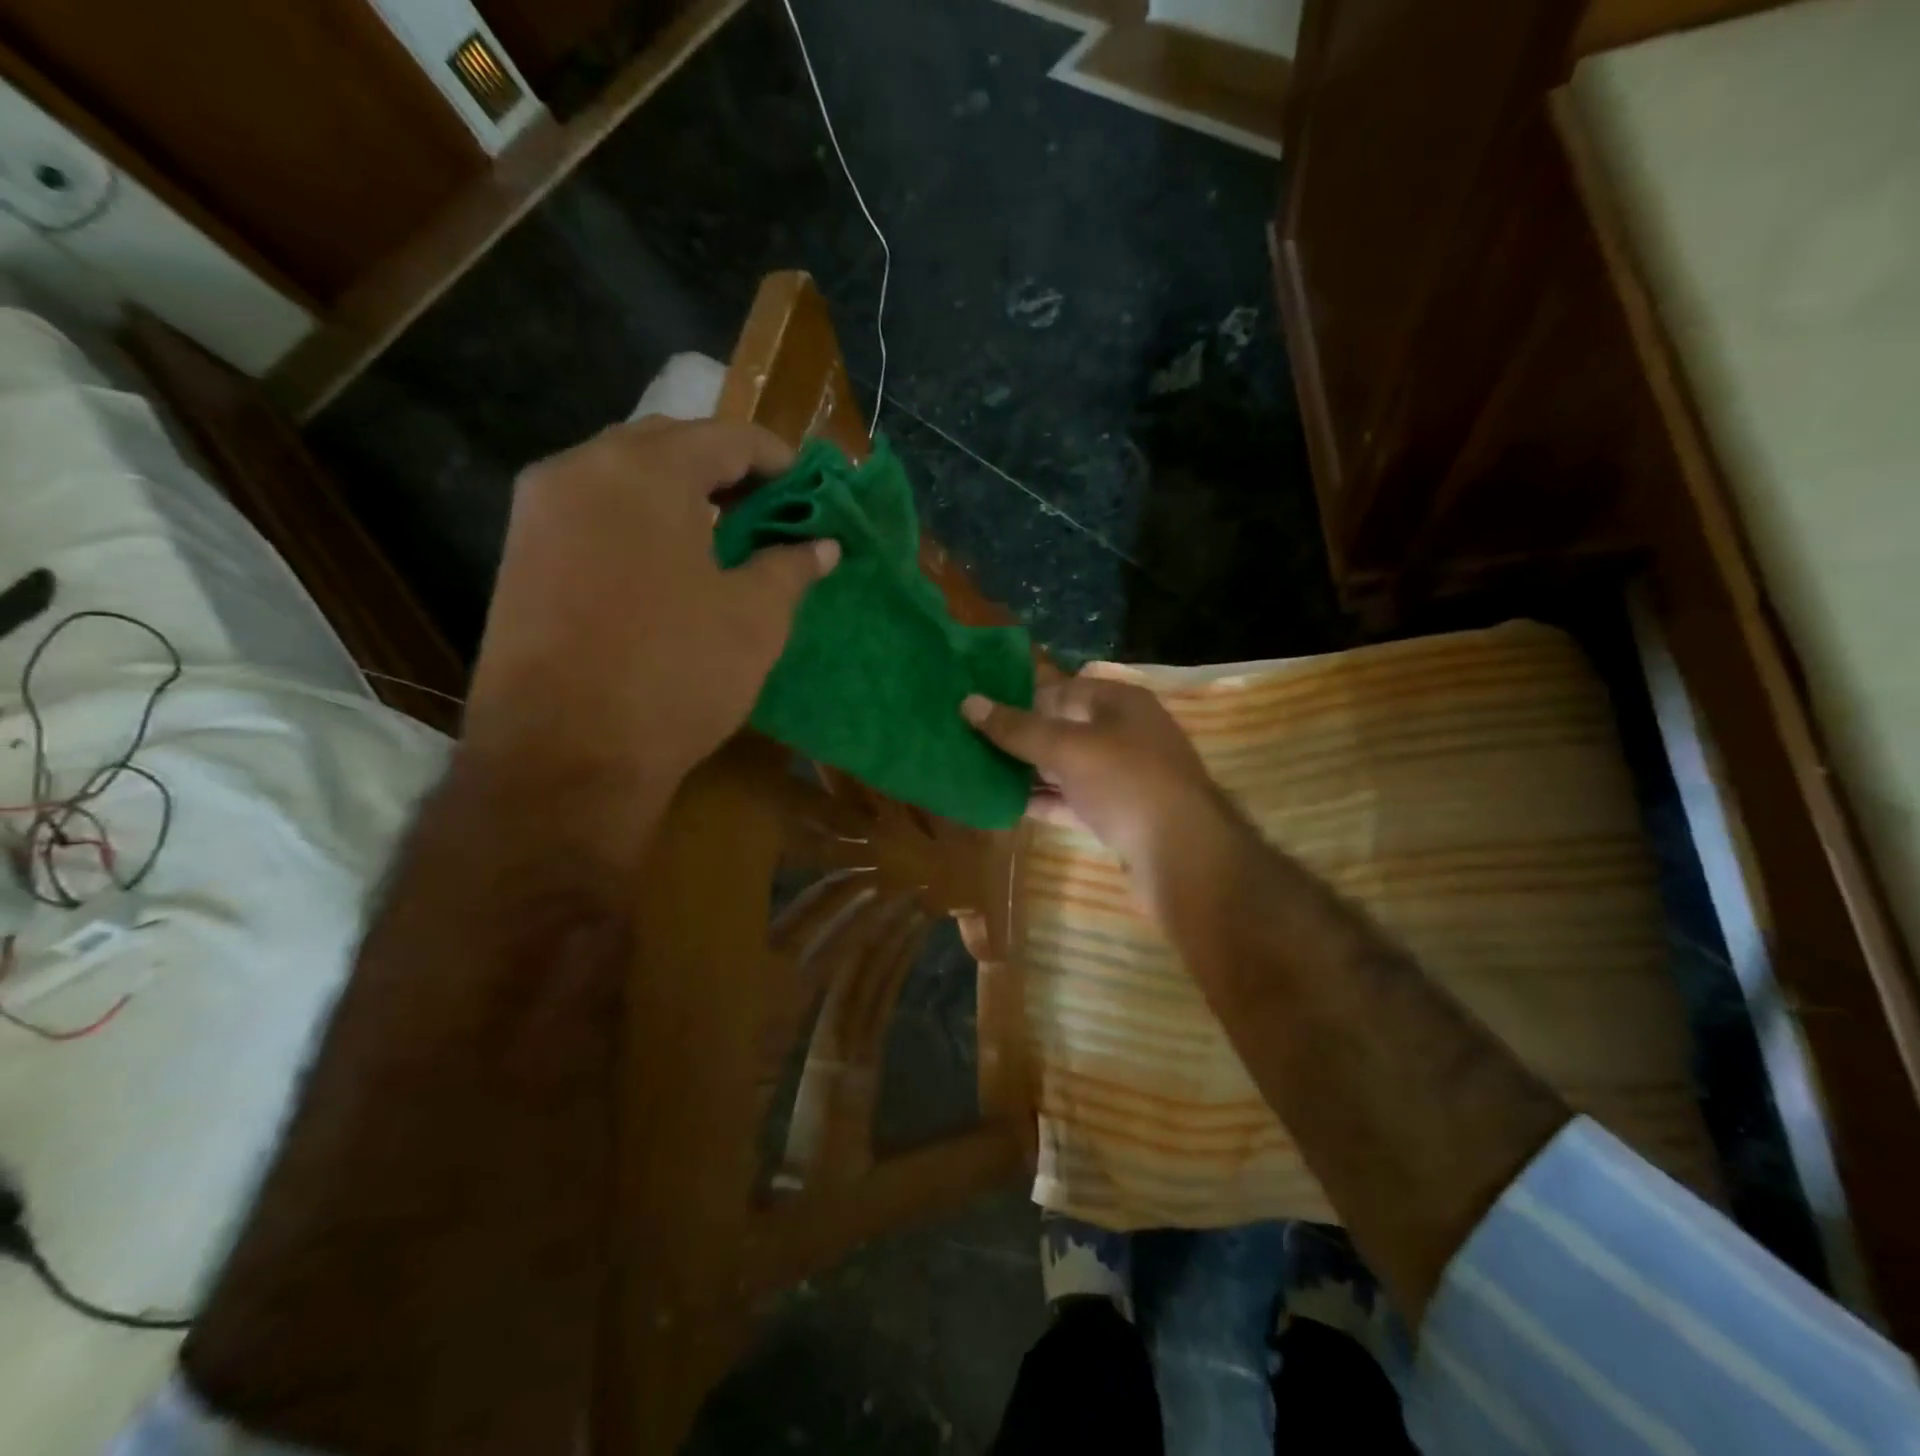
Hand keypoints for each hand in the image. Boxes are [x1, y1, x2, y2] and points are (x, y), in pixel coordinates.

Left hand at [465, 418, 837, 793]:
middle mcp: (579, 469)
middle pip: (667, 444)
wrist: (564, 757)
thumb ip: (790, 567)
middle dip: (724, 468)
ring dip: (678, 492)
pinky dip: (638, 519)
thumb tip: (822, 545)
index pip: (725, 437)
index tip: (810, 488)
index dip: (777, 459)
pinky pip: (592, 511)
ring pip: (622, 476)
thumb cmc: (674, 674)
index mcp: (644, 471)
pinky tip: (669, 562)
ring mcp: (538, 511)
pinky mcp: (520, 554)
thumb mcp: (754, 619)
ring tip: (724, 533)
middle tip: (768, 508)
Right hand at [961, 675, 1226, 882]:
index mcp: (1120, 703)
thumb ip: (1018, 729)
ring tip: (979, 773)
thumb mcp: (1068, 748)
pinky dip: (1045, 802)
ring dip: (1028, 772)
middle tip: (971, 742)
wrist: (1184, 854)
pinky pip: (1073, 801)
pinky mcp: (1119, 815)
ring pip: (1067, 767)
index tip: (980, 710)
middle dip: (1021, 737)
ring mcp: (1124, 777)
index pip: (1063, 689)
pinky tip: (1006, 807)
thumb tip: (968, 702)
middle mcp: (1125, 734)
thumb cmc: (1127, 782)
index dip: (1022, 697)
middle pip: (1064, 728)